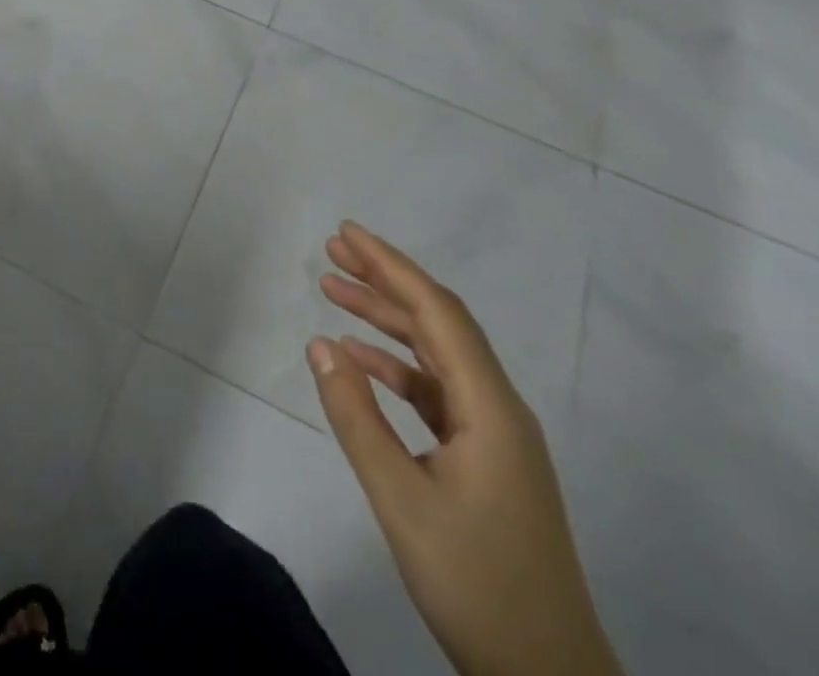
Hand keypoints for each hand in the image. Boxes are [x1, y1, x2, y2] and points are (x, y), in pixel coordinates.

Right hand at [307, 222, 620, 675]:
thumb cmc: (477, 585)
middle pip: (438, 322)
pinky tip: (360, 362)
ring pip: (436, 354)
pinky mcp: (486, 459)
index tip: (347, 233)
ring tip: (334, 292)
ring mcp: (495, 434)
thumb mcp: (402, 501)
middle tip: (332, 251)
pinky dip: (397, 368)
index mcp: (489, 407)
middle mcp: (498, 406)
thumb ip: (357, 418)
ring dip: (387, 321)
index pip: (436, 311)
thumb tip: (320, 345)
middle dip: (385, 280)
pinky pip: (436, 391)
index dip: (390, 265)